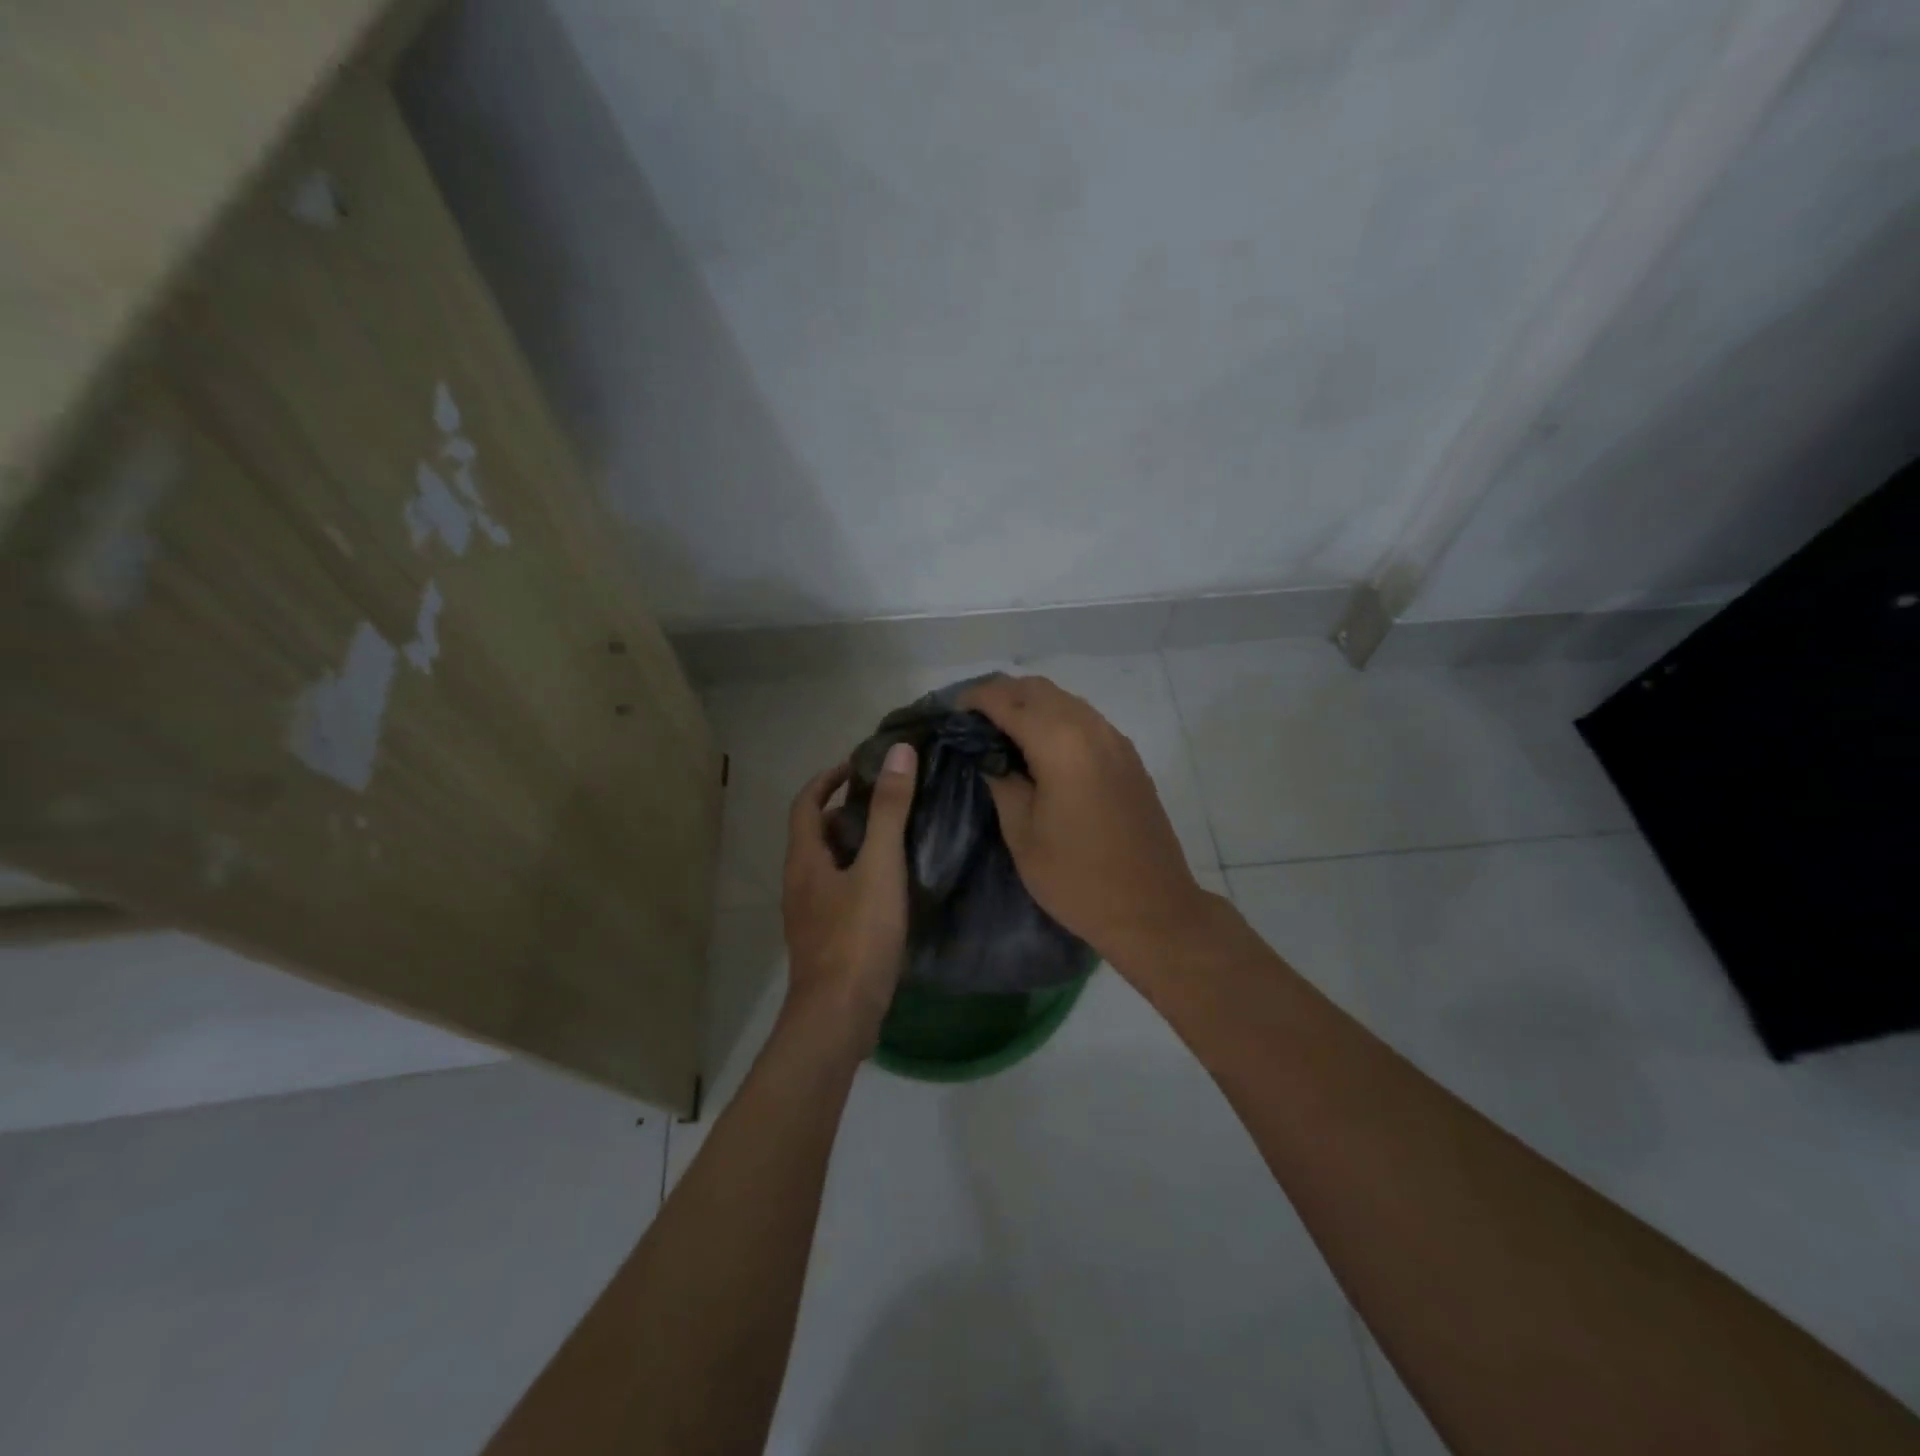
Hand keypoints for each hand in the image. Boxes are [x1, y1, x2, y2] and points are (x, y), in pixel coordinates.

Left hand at [780, 743, 918, 1052]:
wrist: (839, 1017)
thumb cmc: (857, 936)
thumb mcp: (879, 867)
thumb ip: (890, 810)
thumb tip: (898, 752)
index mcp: (805, 860)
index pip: (806, 804)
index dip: (828, 779)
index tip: (858, 766)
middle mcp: (800, 883)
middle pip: (816, 834)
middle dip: (846, 811)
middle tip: (886, 799)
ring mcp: (810, 915)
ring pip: (828, 865)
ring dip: (854, 844)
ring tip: (894, 836)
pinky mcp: (825, 941)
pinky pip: (839, 893)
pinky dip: (860, 876)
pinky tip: (890, 886)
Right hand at [964, 675, 1216, 967]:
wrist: (1152, 909)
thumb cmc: (1077, 878)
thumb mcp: (1023, 834)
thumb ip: (1003, 782)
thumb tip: (989, 755)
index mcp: (1061, 744)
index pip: (1008, 700)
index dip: (976, 699)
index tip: (953, 713)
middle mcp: (1091, 729)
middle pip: (1039, 689)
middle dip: (1002, 695)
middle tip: (974, 722)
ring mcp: (1116, 741)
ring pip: (1065, 700)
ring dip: (1031, 705)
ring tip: (1003, 734)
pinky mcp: (1129, 758)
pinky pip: (1086, 720)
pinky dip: (1057, 719)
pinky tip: (1041, 750)